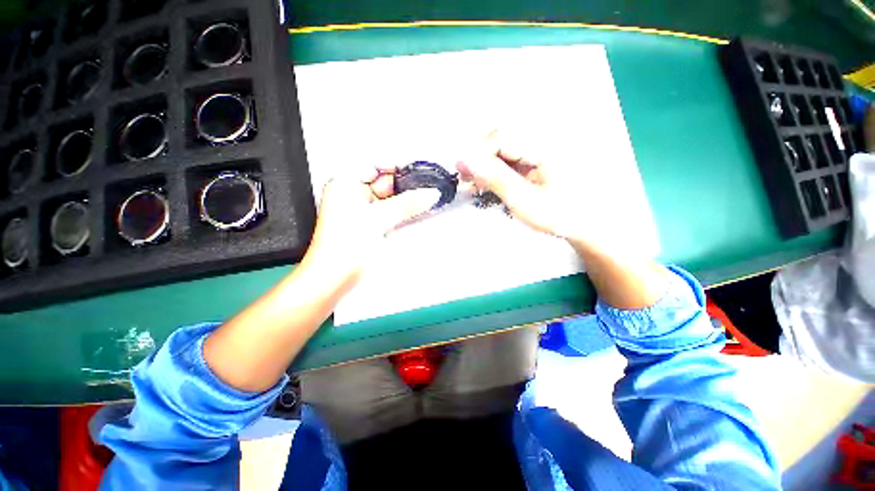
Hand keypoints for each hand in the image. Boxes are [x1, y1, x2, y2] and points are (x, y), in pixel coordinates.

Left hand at [302, 167, 440, 290]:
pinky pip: (389, 210)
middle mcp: (351, 193)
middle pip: (384, 180)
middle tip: (427, 186)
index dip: (398, 164)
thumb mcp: (379, 219)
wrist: (334, 277)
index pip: (375, 163)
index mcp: (345, 183)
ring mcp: (360, 208)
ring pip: (389, 196)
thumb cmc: (345, 247)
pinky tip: (417, 209)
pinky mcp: (369, 222)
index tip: (419, 169)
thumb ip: (408, 204)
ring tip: (427, 197)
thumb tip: (430, 193)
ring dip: (407, 198)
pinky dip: (402, 210)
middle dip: (406, 183)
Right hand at [457, 132, 603, 249]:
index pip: (500, 137)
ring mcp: (542, 146)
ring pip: (504, 149)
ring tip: (475, 186)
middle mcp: (544, 137)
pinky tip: (489, 183)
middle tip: (466, 182)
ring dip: (486, 167)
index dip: (477, 155)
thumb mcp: (522, 199)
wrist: (588, 222)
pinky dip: (497, 170)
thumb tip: (466, 159)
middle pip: (500, 140)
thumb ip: (494, 177)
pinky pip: (512, 157)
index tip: (463, 174)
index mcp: (545, 144)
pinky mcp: (540, 155)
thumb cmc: (559, 214)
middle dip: (479, 161)